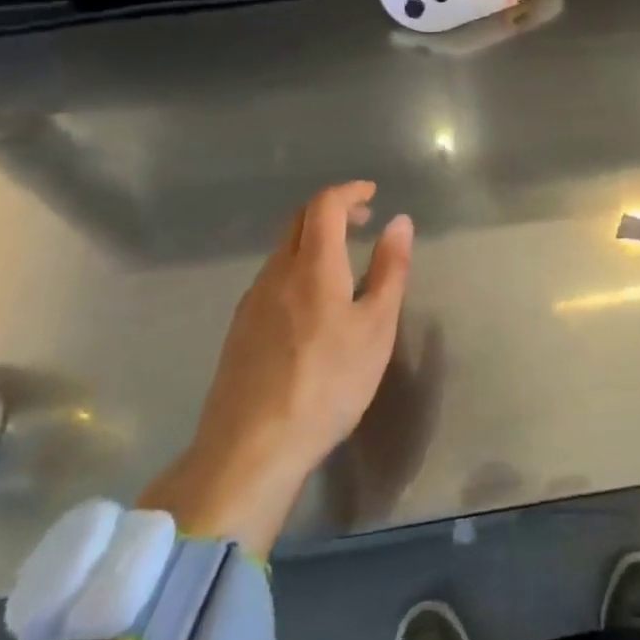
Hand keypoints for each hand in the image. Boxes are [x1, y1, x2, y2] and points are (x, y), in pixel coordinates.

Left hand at [141, 181, 413, 551]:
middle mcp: (276, 273)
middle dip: (331, 209)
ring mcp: (251, 301)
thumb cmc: (327, 383)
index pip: (325, 204)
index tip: (372, 193)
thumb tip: (399, 221)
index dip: (349, 191)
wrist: (251, 448)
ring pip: (281, 250)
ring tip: (342, 260)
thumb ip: (390, 270)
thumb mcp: (376, 327)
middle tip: (362, 218)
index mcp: (312, 265)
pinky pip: (271, 278)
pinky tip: (311, 302)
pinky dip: (296, 267)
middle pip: (298, 220)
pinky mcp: (239, 329)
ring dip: (312, 239)